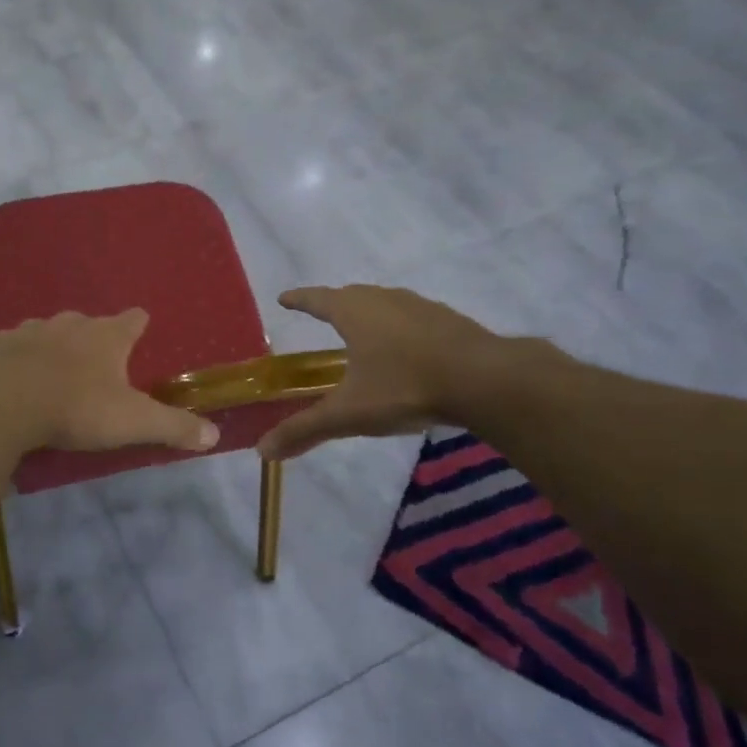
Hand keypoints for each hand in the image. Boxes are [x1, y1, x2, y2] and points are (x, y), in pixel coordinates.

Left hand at [0, 309, 219, 454]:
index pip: (132, 320)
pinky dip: (13, 360)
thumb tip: (214, 434)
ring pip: (45, 332)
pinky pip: (8, 350)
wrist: (1, 402)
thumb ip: (173, 426)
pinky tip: (9, 377)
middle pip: (86, 323)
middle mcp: (68, 325)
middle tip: (95, 359)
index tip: (141, 325)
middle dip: (92, 336)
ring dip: (51, 345)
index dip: (138, 324)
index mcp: (106, 336)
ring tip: (52, 367)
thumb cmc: (76, 407)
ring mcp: (27, 331)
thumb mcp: (133, 421)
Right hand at [257, 285, 513, 460]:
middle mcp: (383, 300)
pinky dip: (400, 327)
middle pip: (351, 295)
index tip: (284, 298)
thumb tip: (262, 451)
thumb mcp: (350, 413)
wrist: (484, 380)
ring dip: (369, 312)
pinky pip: (413, 317)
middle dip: (333, 303)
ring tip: (363, 330)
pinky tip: (407, 348)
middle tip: (322, 314)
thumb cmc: (405, 387)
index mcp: (354, 312)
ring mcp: (420, 307)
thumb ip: (306, 429)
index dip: (298, 299)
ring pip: (384, 303)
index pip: (317, 299)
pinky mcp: (449, 320)